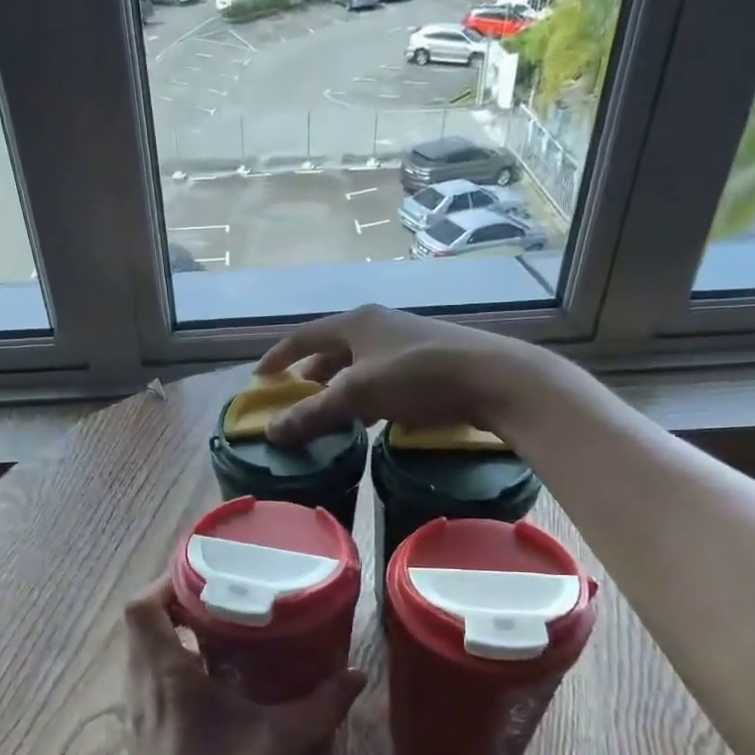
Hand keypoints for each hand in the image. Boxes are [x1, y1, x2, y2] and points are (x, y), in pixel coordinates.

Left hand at [121, 578, 363, 754]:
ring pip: (146, 652)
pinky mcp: (146, 736)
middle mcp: (142, 687)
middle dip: (180, 602)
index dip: (167, 581)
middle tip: (226, 596)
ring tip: (227, 629)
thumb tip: (356, 675)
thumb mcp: (277, 745)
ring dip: (178, 634)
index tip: (208, 574)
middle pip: (143, 623)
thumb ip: (318, 707)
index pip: (142, 606)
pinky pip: (154, 680)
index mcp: (164, 676)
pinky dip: (179, 665)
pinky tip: (220, 680)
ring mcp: (139, 714)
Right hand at [256, 305, 531, 445]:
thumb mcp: (359, 395)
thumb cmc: (418, 377)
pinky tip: (370, 417)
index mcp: (356, 322)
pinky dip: (366, 394)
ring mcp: (406, 341)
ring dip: (339, 387)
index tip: (259, 378)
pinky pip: (382, 375)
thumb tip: (271, 432)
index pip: (303, 337)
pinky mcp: (428, 360)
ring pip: (359, 364)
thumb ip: (313, 413)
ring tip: (327, 412)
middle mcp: (379, 324)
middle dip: (310, 374)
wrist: (494, 378)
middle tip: (294, 398)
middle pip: (332, 349)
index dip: (278, 357)